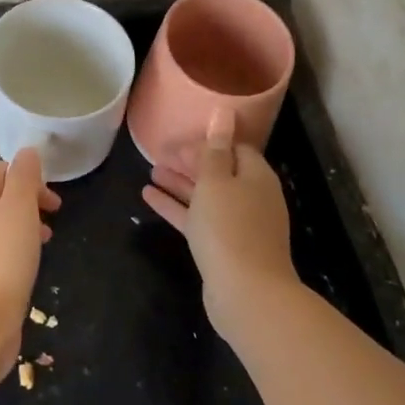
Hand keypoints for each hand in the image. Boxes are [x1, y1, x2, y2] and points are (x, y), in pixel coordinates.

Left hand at [0, 148, 59, 354]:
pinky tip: (32, 264)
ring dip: (27, 224)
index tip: (50, 194)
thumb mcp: (19, 208)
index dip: (25, 174)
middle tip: (54, 213)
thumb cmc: (2, 259)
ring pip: (1, 224)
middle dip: (29, 198)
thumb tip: (27, 153)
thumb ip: (24, 177)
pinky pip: (1, 251)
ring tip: (48, 238)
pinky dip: (20, 248)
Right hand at [142, 109, 296, 335]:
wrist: (247, 294)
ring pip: (205, 196)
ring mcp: (238, 224)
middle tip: (159, 151)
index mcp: (256, 175)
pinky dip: (176, 207)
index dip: (206, 140)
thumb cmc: (230, 227)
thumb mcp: (216, 181)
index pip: (233, 147)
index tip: (178, 137)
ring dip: (179, 183)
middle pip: (219, 171)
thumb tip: (224, 110)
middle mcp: (251, 196)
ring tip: (151, 170)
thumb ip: (215, 147)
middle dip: (190, 161)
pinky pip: (197, 219)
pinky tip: (148, 197)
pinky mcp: (223, 247)